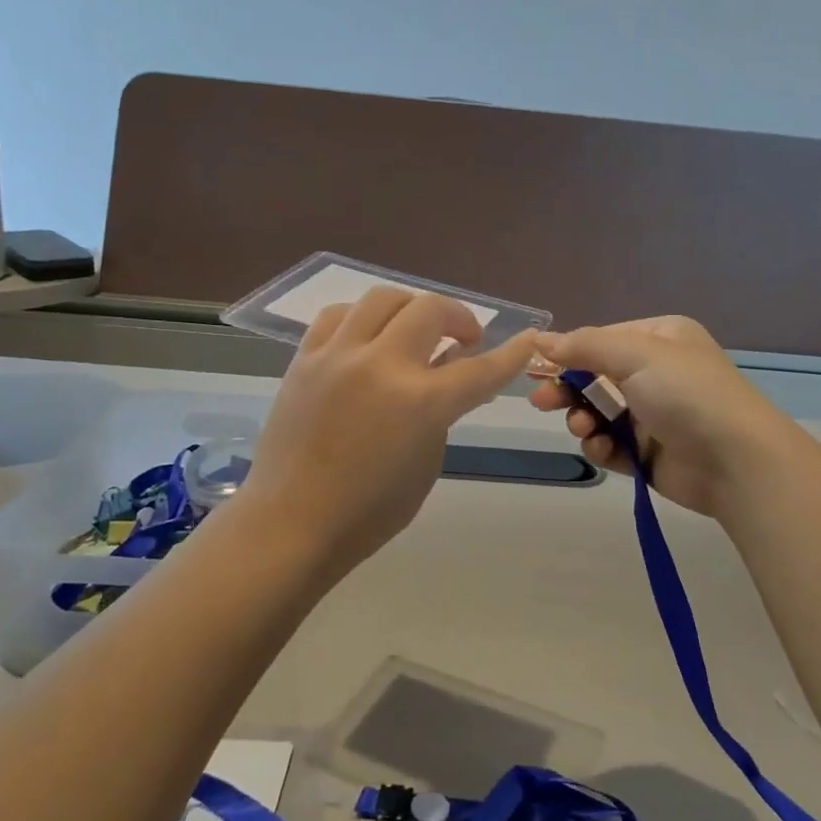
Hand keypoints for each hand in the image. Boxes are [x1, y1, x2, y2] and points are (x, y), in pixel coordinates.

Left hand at [238, 288, 535, 579]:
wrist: (291, 522)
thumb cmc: (369, 511)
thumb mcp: (426, 463)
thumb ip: (443, 412)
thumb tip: (448, 376)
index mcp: (420, 402)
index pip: (480, 368)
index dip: (511, 354)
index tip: (529, 338)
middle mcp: (381, 365)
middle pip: (431, 310)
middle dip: (459, 318)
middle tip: (465, 339)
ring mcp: (338, 356)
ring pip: (383, 298)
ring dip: (411, 308)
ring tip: (414, 330)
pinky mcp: (305, 359)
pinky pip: (337, 316)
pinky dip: (363, 318)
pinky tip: (368, 336)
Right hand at [528, 316, 813, 517]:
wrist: (736, 460)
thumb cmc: (687, 394)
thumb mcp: (637, 355)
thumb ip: (585, 346)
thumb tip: (541, 338)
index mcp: (660, 340)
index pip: (602, 340)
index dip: (567, 353)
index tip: (534, 366)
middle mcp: (657, 373)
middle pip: (596, 377)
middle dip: (568, 389)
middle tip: (542, 402)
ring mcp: (654, 415)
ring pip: (599, 413)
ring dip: (582, 419)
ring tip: (580, 428)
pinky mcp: (649, 452)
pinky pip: (612, 444)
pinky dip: (601, 446)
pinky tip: (601, 449)